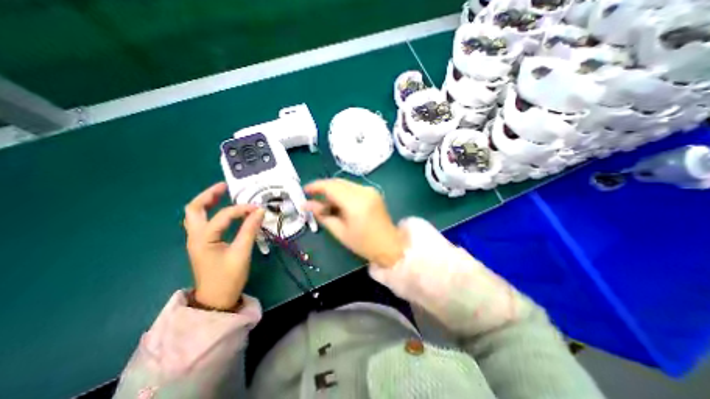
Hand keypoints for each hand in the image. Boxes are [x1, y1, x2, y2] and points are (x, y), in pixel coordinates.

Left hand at [181, 182, 265, 309]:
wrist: (216, 300)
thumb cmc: (228, 277)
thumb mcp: (242, 253)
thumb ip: (250, 230)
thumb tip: (259, 211)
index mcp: (203, 238)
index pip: (223, 215)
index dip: (241, 209)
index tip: (257, 209)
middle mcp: (196, 236)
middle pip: (194, 209)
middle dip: (208, 195)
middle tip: (224, 187)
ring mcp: (197, 240)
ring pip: (196, 215)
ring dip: (208, 203)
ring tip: (223, 194)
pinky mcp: (204, 244)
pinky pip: (204, 223)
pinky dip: (212, 213)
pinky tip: (224, 212)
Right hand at [302, 179, 407, 268]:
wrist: (390, 245)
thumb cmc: (363, 244)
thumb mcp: (340, 232)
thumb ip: (322, 215)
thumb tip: (307, 205)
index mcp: (355, 202)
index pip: (331, 187)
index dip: (316, 186)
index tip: (304, 190)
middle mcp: (363, 191)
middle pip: (337, 182)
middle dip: (323, 188)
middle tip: (312, 199)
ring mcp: (370, 190)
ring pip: (344, 183)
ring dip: (332, 190)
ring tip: (324, 204)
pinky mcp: (373, 192)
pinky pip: (352, 187)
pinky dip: (342, 192)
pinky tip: (338, 203)